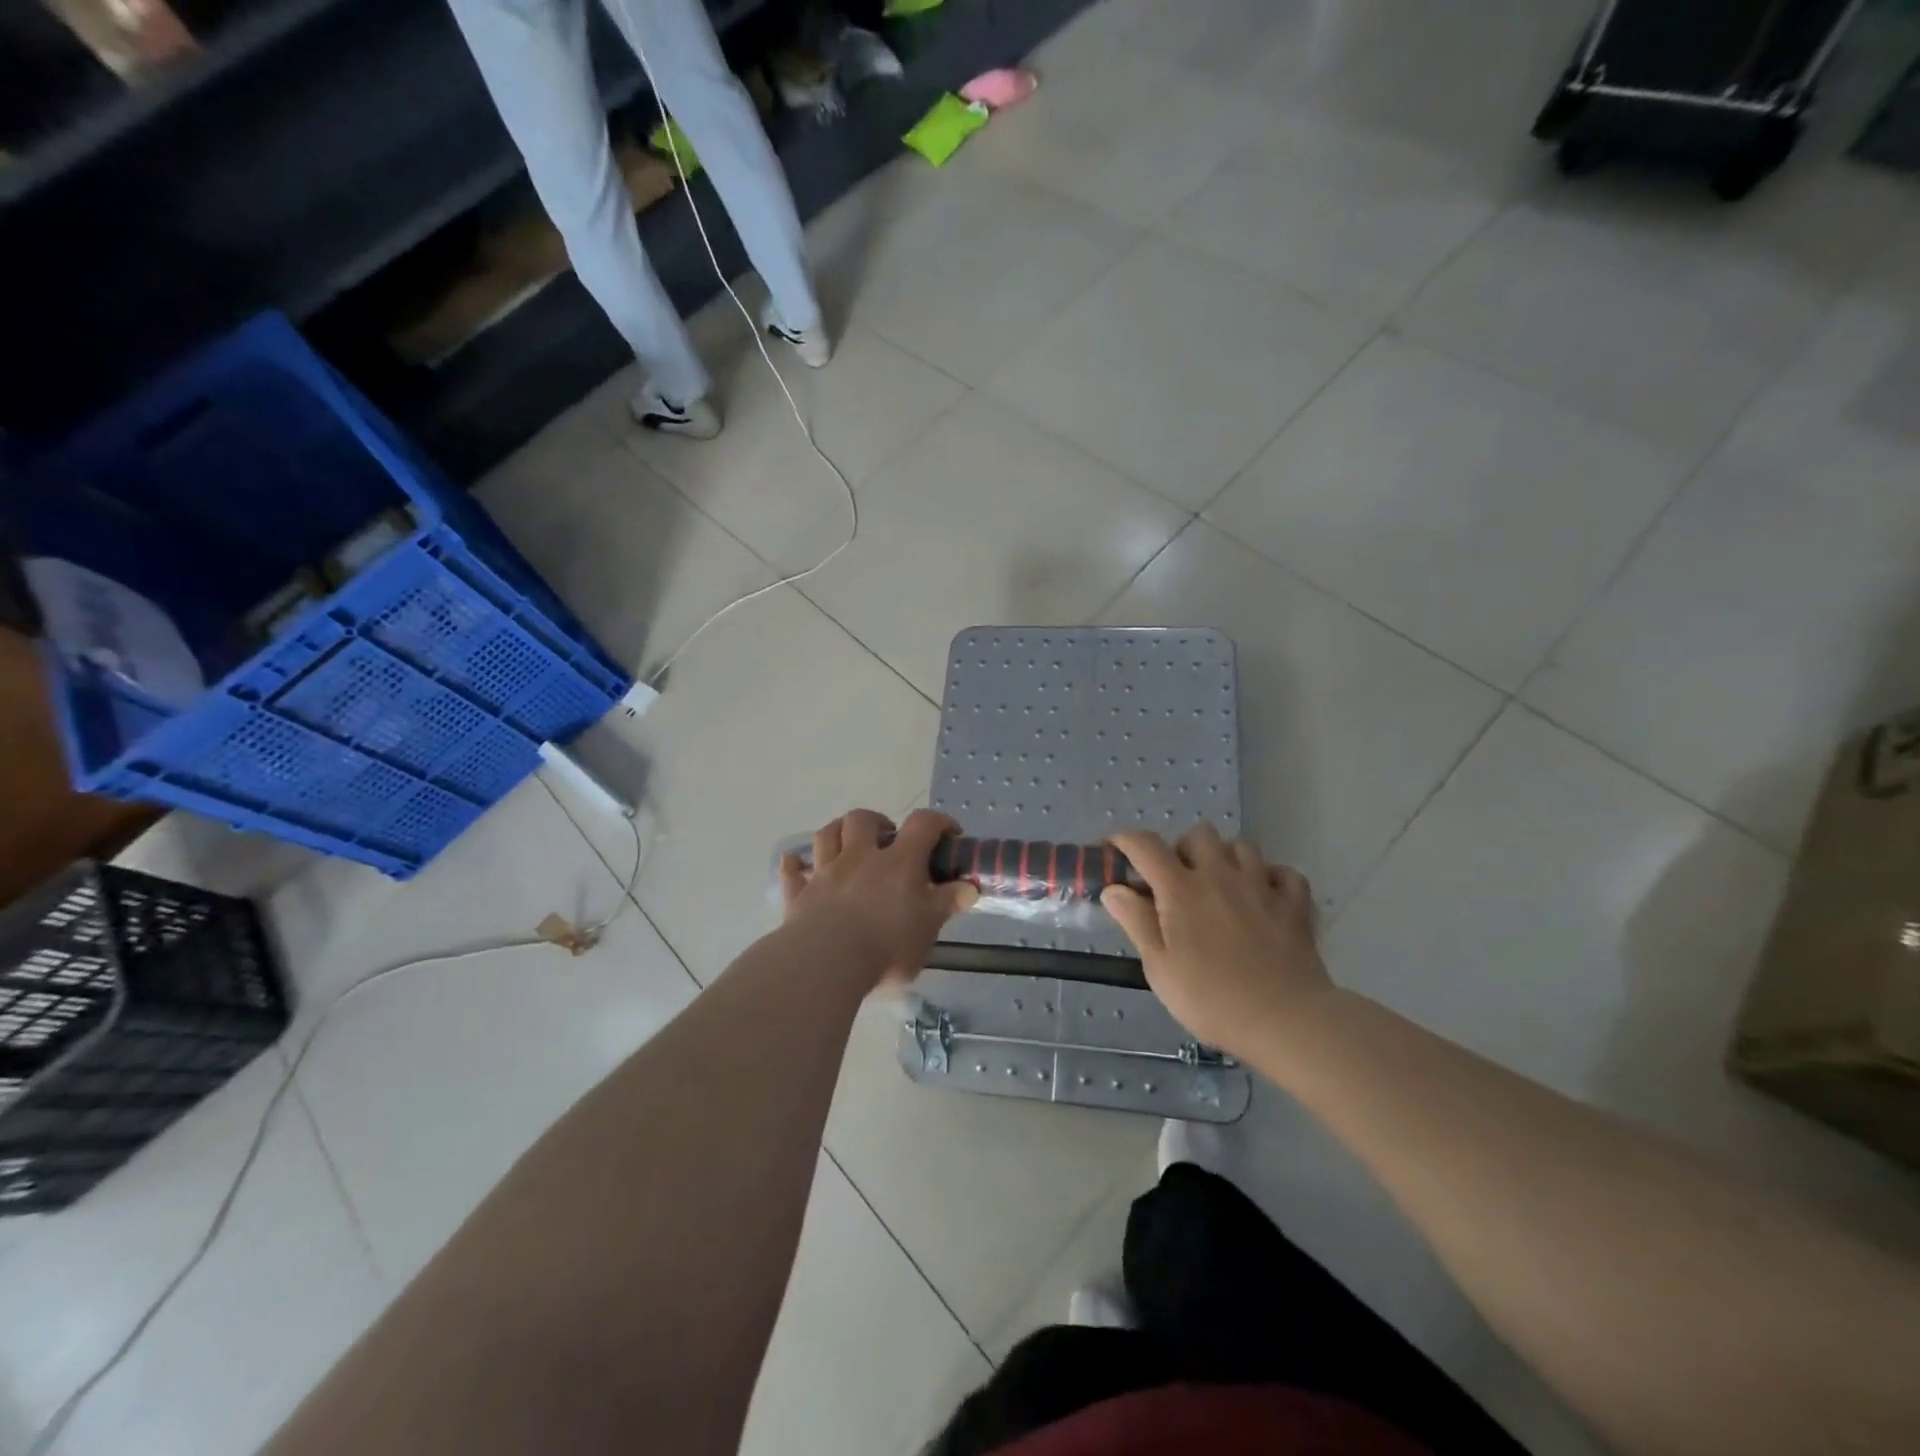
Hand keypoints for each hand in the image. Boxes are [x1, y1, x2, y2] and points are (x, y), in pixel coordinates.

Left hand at [779, 809, 977, 989]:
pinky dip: (795, 866)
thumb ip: (946, 904)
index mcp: (898, 862)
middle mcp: (860, 858)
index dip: (939, 822)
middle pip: (863, 820)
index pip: (923, 824)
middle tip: (889, 839)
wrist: (827, 963)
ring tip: (848, 844)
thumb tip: (969, 888)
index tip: (949, 834)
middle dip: (877, 821)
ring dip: (838, 832)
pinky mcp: (799, 896)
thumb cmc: (887, 945)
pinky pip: (792, 873)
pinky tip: (796, 865)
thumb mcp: (928, 928)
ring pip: (827, 835)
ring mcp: (826, 874)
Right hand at [1101, 825, 1331, 1056]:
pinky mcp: (1295, 903)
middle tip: (1176, 881)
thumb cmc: (1211, 999)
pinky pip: (1283, 872)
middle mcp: (1220, 875)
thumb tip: (1114, 889)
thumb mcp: (1159, 967)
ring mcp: (1262, 885)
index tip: (1114, 850)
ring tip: (1220, 886)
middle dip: (1182, 849)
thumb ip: (1136, 922)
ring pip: (1241, 846)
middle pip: (1198, 834)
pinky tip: (1263, 897)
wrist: (1286, 1021)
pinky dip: (1271, 878)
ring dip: (1225, 858)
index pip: (1145, 845)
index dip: (1124, 840)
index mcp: (1181, 889)